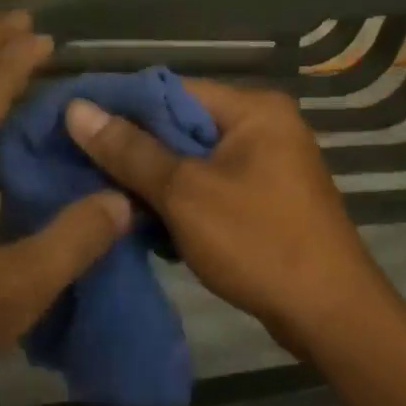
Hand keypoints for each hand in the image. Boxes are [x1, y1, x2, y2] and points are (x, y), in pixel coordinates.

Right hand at [65, 80, 392, 353]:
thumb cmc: (258, 242)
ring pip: (194, 159)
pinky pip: (212, 185)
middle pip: (183, 125)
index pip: (172, 90)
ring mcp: (269, 163)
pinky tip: (147, 220)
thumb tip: (77, 109)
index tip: (75, 126)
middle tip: (83, 166)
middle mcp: (264, 126)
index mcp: (253, 108)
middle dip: (136, 148)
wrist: (330, 315)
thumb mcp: (186, 193)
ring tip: (107, 195)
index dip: (122, 106)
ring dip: (155, 178)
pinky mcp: (267, 198)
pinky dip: (181, 199)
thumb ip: (131, 150)